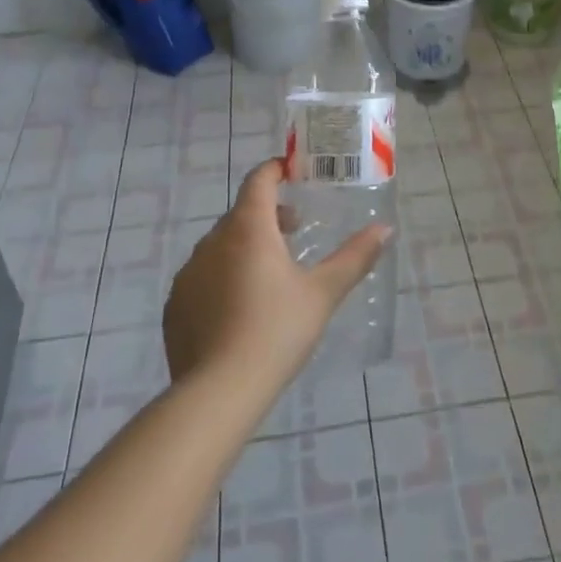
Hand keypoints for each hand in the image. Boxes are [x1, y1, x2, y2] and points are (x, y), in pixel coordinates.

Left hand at [163, 159, 387, 397]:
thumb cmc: (277, 331)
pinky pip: (203, 277)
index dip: (276, 169)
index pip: (259, 181)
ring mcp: (189, 273)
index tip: (293, 170)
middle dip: (268, 214)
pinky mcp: (175, 305)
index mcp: (249, 228)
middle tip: (295, 230)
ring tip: (270, 273)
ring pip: (220, 245)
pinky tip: (239, 308)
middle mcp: (212, 241)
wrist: (218, 392)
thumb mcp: (323, 293)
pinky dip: (222, 277)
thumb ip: (354, 257)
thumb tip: (385, 229)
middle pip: (241, 213)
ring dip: (244, 246)